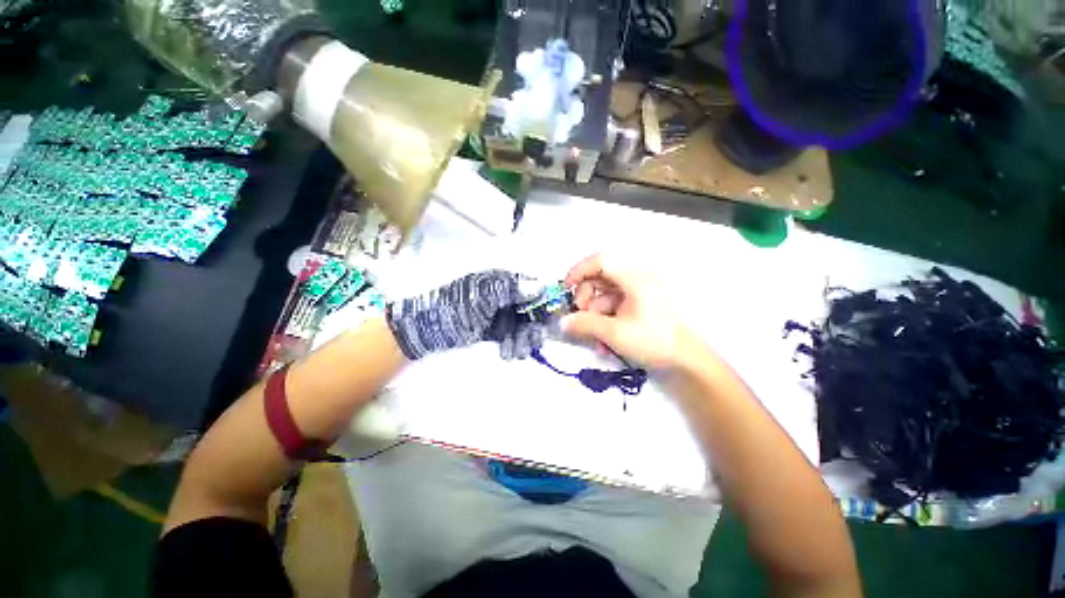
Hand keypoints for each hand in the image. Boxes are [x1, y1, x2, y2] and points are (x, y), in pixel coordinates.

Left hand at [386, 270, 544, 360]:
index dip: (542, 303)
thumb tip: (540, 286)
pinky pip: (511, 336)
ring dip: (523, 340)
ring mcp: (499, 313)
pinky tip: (509, 354)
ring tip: (516, 353)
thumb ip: (510, 290)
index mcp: (500, 281)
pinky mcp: (495, 330)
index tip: (549, 320)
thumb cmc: (452, 309)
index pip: (531, 287)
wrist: (424, 330)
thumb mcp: (481, 297)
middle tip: (532, 343)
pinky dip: (513, 345)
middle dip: (532, 327)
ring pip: (522, 325)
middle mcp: (504, 295)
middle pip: (529, 310)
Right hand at [561, 253, 693, 368]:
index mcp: (635, 278)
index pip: (601, 261)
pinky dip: (604, 320)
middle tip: (580, 318)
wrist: (686, 360)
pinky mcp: (637, 304)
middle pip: (599, 278)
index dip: (579, 270)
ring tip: (595, 339)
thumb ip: (586, 324)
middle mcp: (636, 279)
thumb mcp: (615, 333)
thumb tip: (563, 322)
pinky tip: (604, 342)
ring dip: (594, 315)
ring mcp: (636, 292)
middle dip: (585, 299)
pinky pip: (612, 306)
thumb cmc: (654, 341)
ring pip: (604, 295)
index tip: (565, 288)